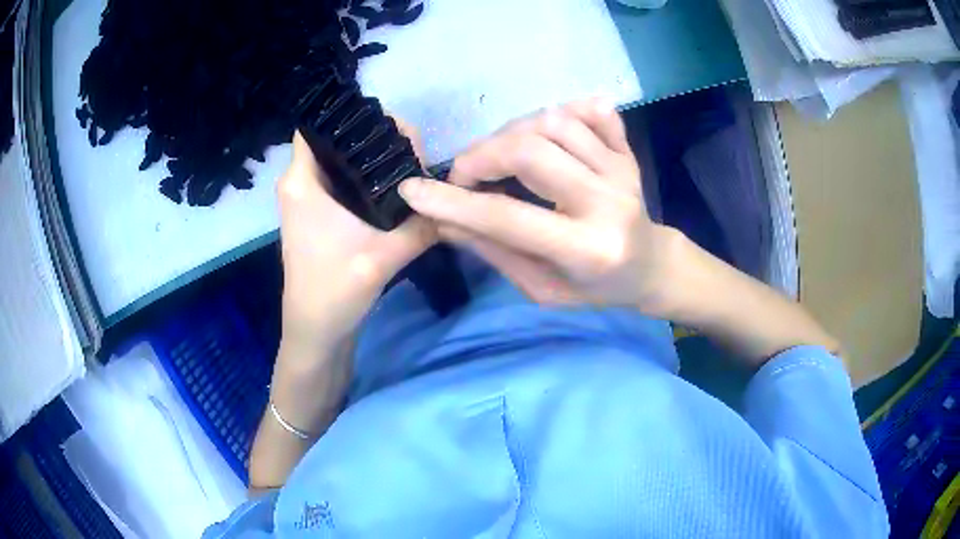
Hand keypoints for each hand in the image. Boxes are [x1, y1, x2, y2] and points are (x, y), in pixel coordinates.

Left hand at [276, 126, 435, 349]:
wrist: (316, 332)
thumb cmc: (334, 292)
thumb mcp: (384, 256)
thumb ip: (420, 225)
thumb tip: (452, 199)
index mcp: (302, 182)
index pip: (316, 125)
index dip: (350, 116)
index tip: (388, 125)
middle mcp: (298, 183)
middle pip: (333, 139)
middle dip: (370, 136)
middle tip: (411, 146)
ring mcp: (306, 199)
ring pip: (338, 160)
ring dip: (369, 157)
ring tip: (408, 161)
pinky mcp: (316, 215)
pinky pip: (340, 180)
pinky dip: (364, 176)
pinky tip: (393, 185)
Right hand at [398, 98, 678, 312]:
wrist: (650, 267)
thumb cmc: (594, 289)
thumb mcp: (542, 289)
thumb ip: (496, 251)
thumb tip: (444, 221)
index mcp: (587, 249)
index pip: (508, 217)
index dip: (453, 202)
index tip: (412, 191)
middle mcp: (607, 201)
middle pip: (531, 151)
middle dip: (481, 156)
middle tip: (465, 176)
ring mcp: (622, 170)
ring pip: (555, 122)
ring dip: (512, 132)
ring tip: (501, 156)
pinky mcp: (628, 152)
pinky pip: (595, 112)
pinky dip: (565, 108)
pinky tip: (548, 126)